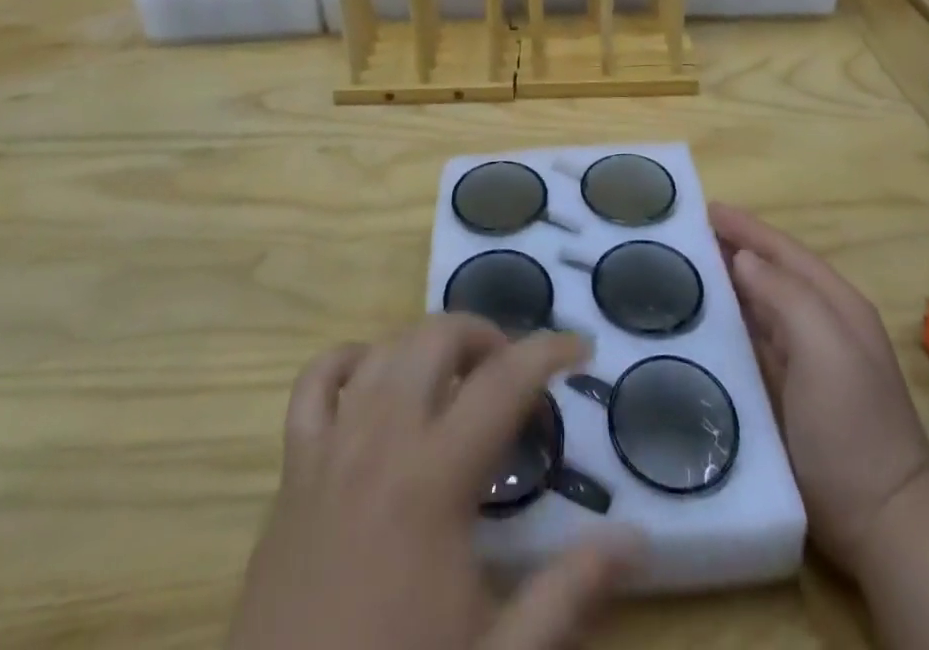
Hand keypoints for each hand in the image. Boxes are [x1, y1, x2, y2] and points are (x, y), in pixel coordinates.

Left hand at [229, 318, 643, 649]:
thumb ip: (568, 592)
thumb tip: (635, 536)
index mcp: (434, 479)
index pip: (503, 382)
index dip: (548, 352)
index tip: (581, 348)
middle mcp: (381, 441)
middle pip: (436, 338)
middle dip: (484, 336)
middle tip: (514, 374)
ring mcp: (330, 449)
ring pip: (383, 350)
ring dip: (427, 345)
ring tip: (458, 376)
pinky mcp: (292, 471)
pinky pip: (313, 384)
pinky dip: (348, 362)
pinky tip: (373, 379)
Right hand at [710, 204, 928, 573]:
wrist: (880, 522)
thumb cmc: (852, 424)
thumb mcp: (826, 348)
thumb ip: (786, 294)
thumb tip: (743, 258)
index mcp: (834, 304)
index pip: (783, 250)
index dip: (746, 227)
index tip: (703, 208)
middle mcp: (817, 323)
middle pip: (766, 273)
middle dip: (728, 249)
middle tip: (679, 235)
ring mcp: (799, 360)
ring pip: (752, 306)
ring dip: (720, 284)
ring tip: (676, 268)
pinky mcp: (780, 391)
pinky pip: (744, 342)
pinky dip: (720, 324)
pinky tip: (691, 322)